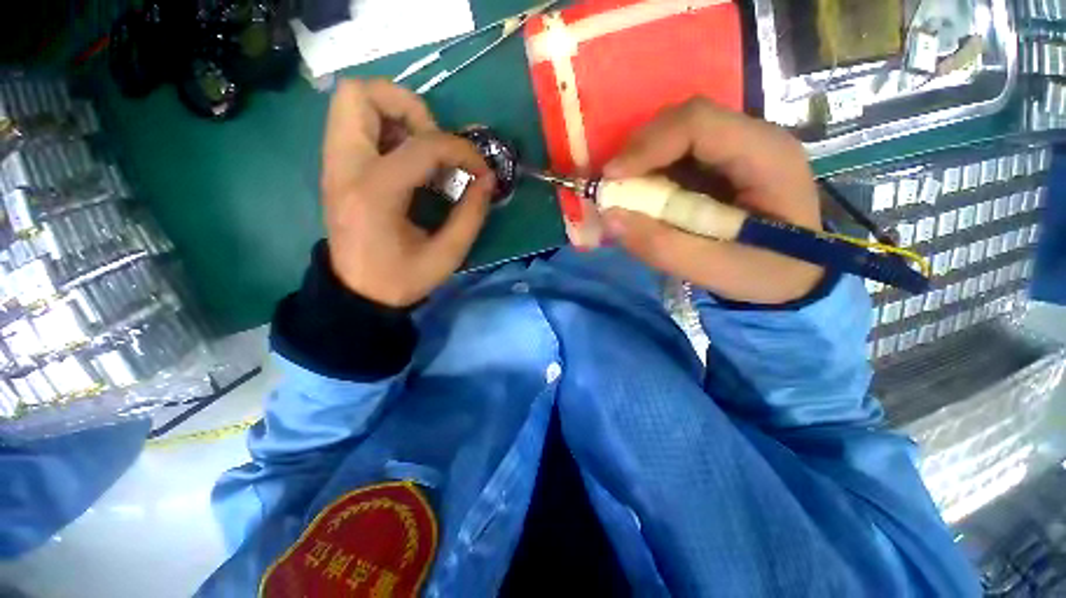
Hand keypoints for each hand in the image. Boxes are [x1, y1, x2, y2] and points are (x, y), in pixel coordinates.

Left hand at [321, 79, 494, 307]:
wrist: (357, 293)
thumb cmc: (402, 279)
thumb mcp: (447, 255)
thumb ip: (471, 215)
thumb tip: (487, 179)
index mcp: (375, 194)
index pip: (422, 144)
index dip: (460, 150)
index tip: (480, 172)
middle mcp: (345, 168)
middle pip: (362, 94)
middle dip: (410, 107)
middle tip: (435, 143)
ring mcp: (334, 164)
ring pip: (354, 101)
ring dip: (396, 114)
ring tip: (423, 150)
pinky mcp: (336, 167)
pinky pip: (355, 123)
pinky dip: (386, 128)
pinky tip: (408, 161)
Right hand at [602, 98, 823, 304]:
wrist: (798, 274)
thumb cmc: (767, 274)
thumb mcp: (715, 270)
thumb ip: (662, 247)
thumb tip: (610, 218)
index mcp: (765, 155)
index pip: (699, 123)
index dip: (647, 145)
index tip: (611, 179)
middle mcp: (753, 138)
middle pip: (684, 120)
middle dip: (639, 150)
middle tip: (612, 186)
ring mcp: (737, 147)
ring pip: (676, 132)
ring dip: (641, 159)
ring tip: (622, 191)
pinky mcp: (721, 162)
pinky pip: (677, 153)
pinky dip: (650, 170)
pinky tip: (642, 193)